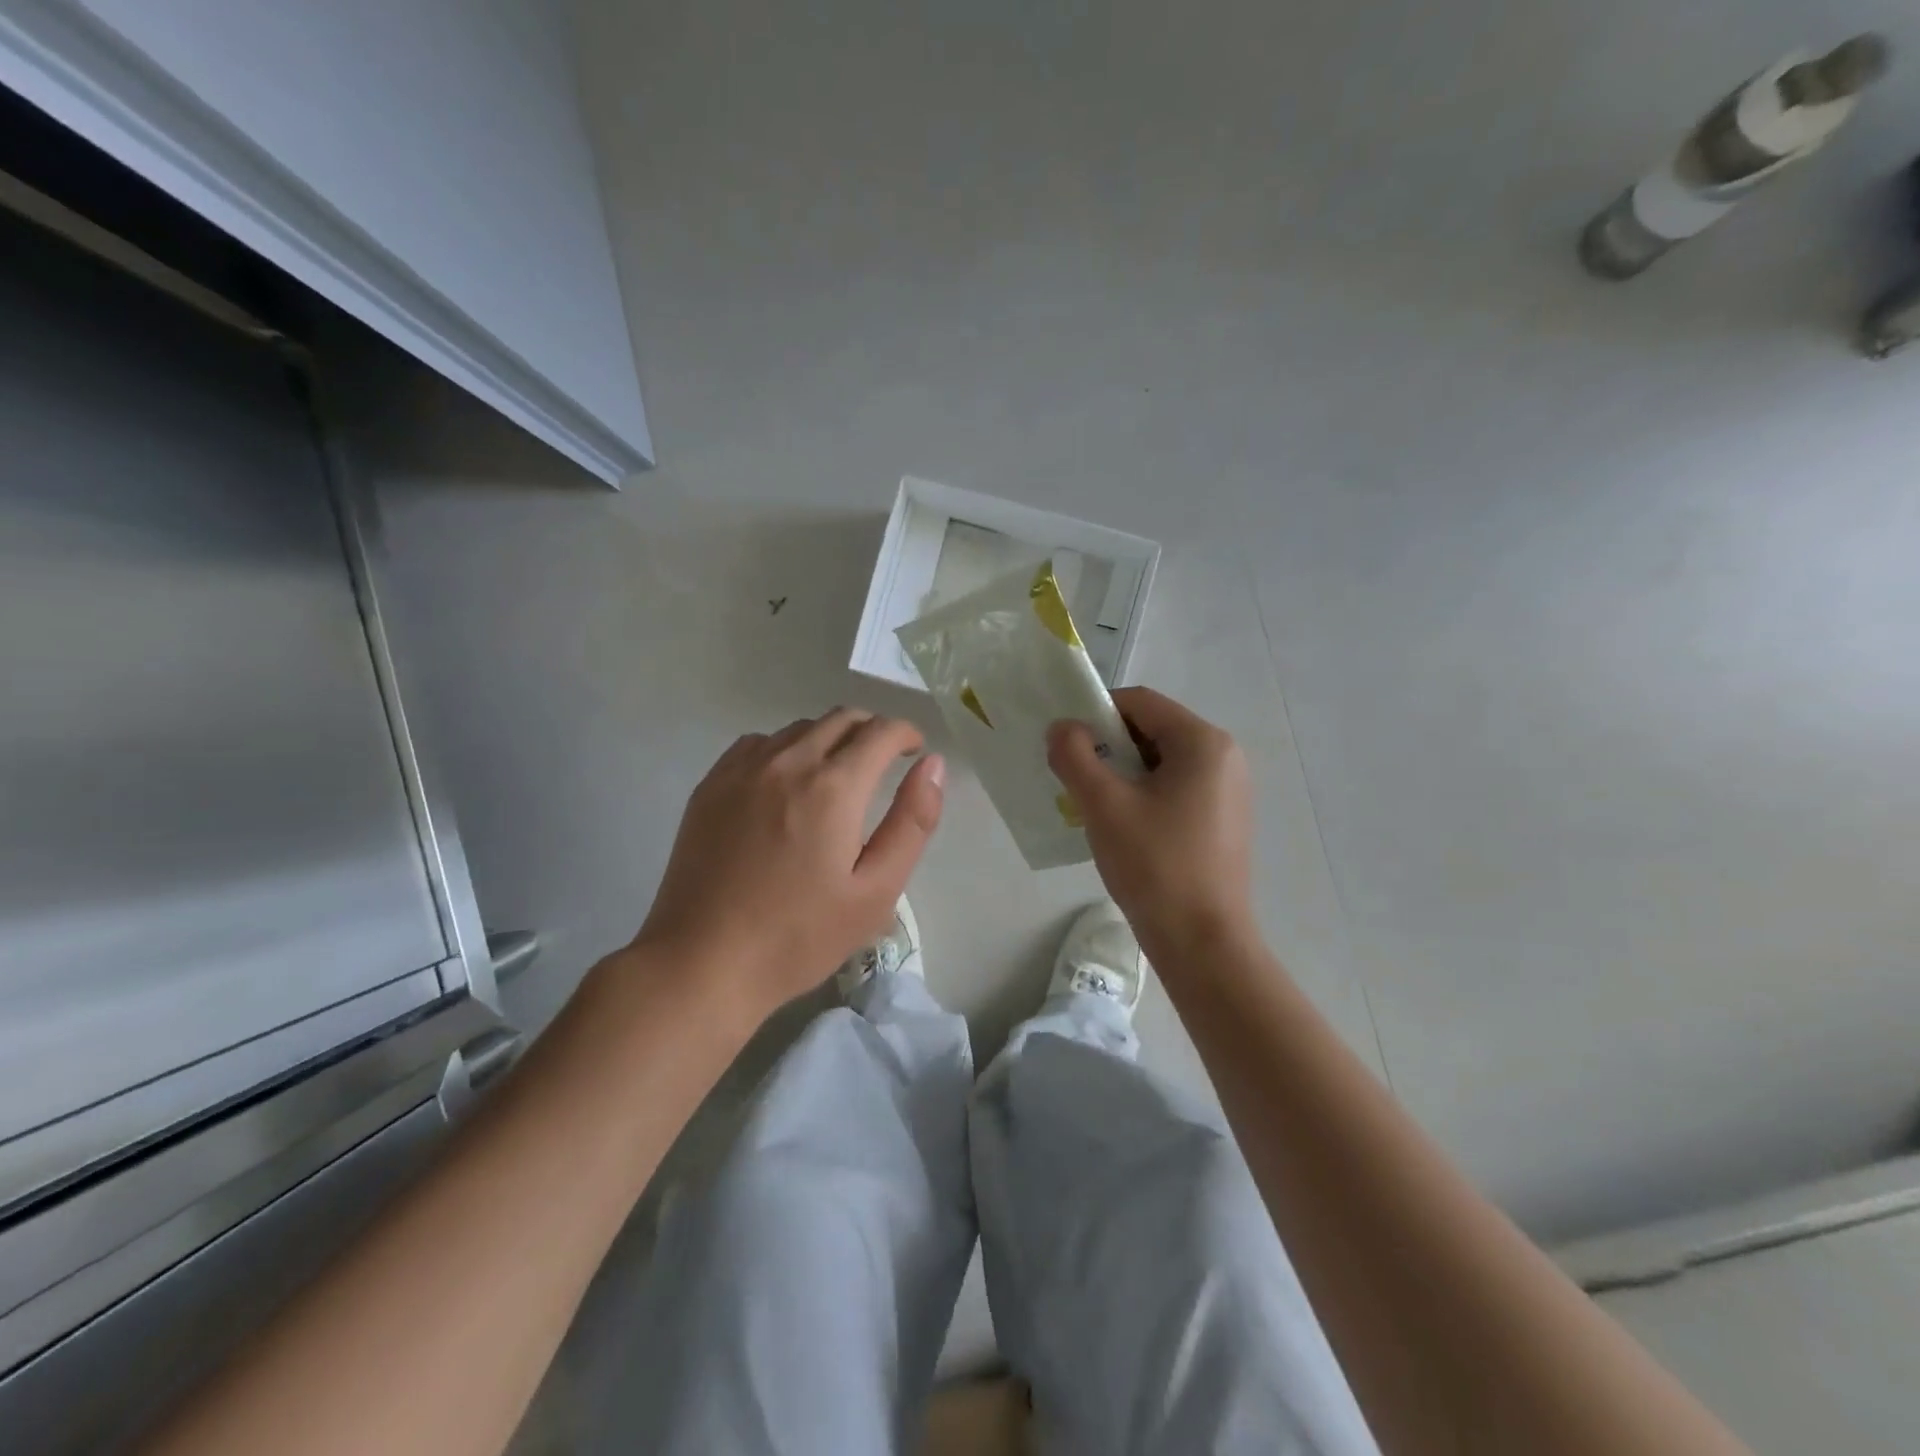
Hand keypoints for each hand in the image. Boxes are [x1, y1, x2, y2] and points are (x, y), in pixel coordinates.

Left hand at [634, 708, 944, 1019]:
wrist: (703, 962)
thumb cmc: (800, 936)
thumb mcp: (876, 890)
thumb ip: (912, 822)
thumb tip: (933, 765)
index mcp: (833, 787)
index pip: (880, 732)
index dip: (906, 735)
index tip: (914, 753)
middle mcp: (788, 762)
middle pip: (841, 719)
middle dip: (871, 731)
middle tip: (883, 763)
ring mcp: (742, 769)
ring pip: (800, 728)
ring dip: (830, 738)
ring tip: (838, 775)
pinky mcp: (711, 784)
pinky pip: (759, 743)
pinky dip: (786, 749)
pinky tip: (786, 783)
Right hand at [1048, 687, 1254, 956]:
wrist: (1203, 943)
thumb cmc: (1155, 866)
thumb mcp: (1104, 805)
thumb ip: (1075, 756)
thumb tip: (1062, 728)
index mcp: (1203, 742)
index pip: (1140, 702)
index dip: (1096, 712)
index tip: (1065, 742)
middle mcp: (1224, 757)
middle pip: (1152, 729)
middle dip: (1108, 745)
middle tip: (1074, 776)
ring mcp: (1228, 790)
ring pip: (1161, 761)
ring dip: (1122, 772)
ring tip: (1093, 804)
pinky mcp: (1223, 819)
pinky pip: (1175, 788)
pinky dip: (1143, 794)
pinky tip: (1121, 826)